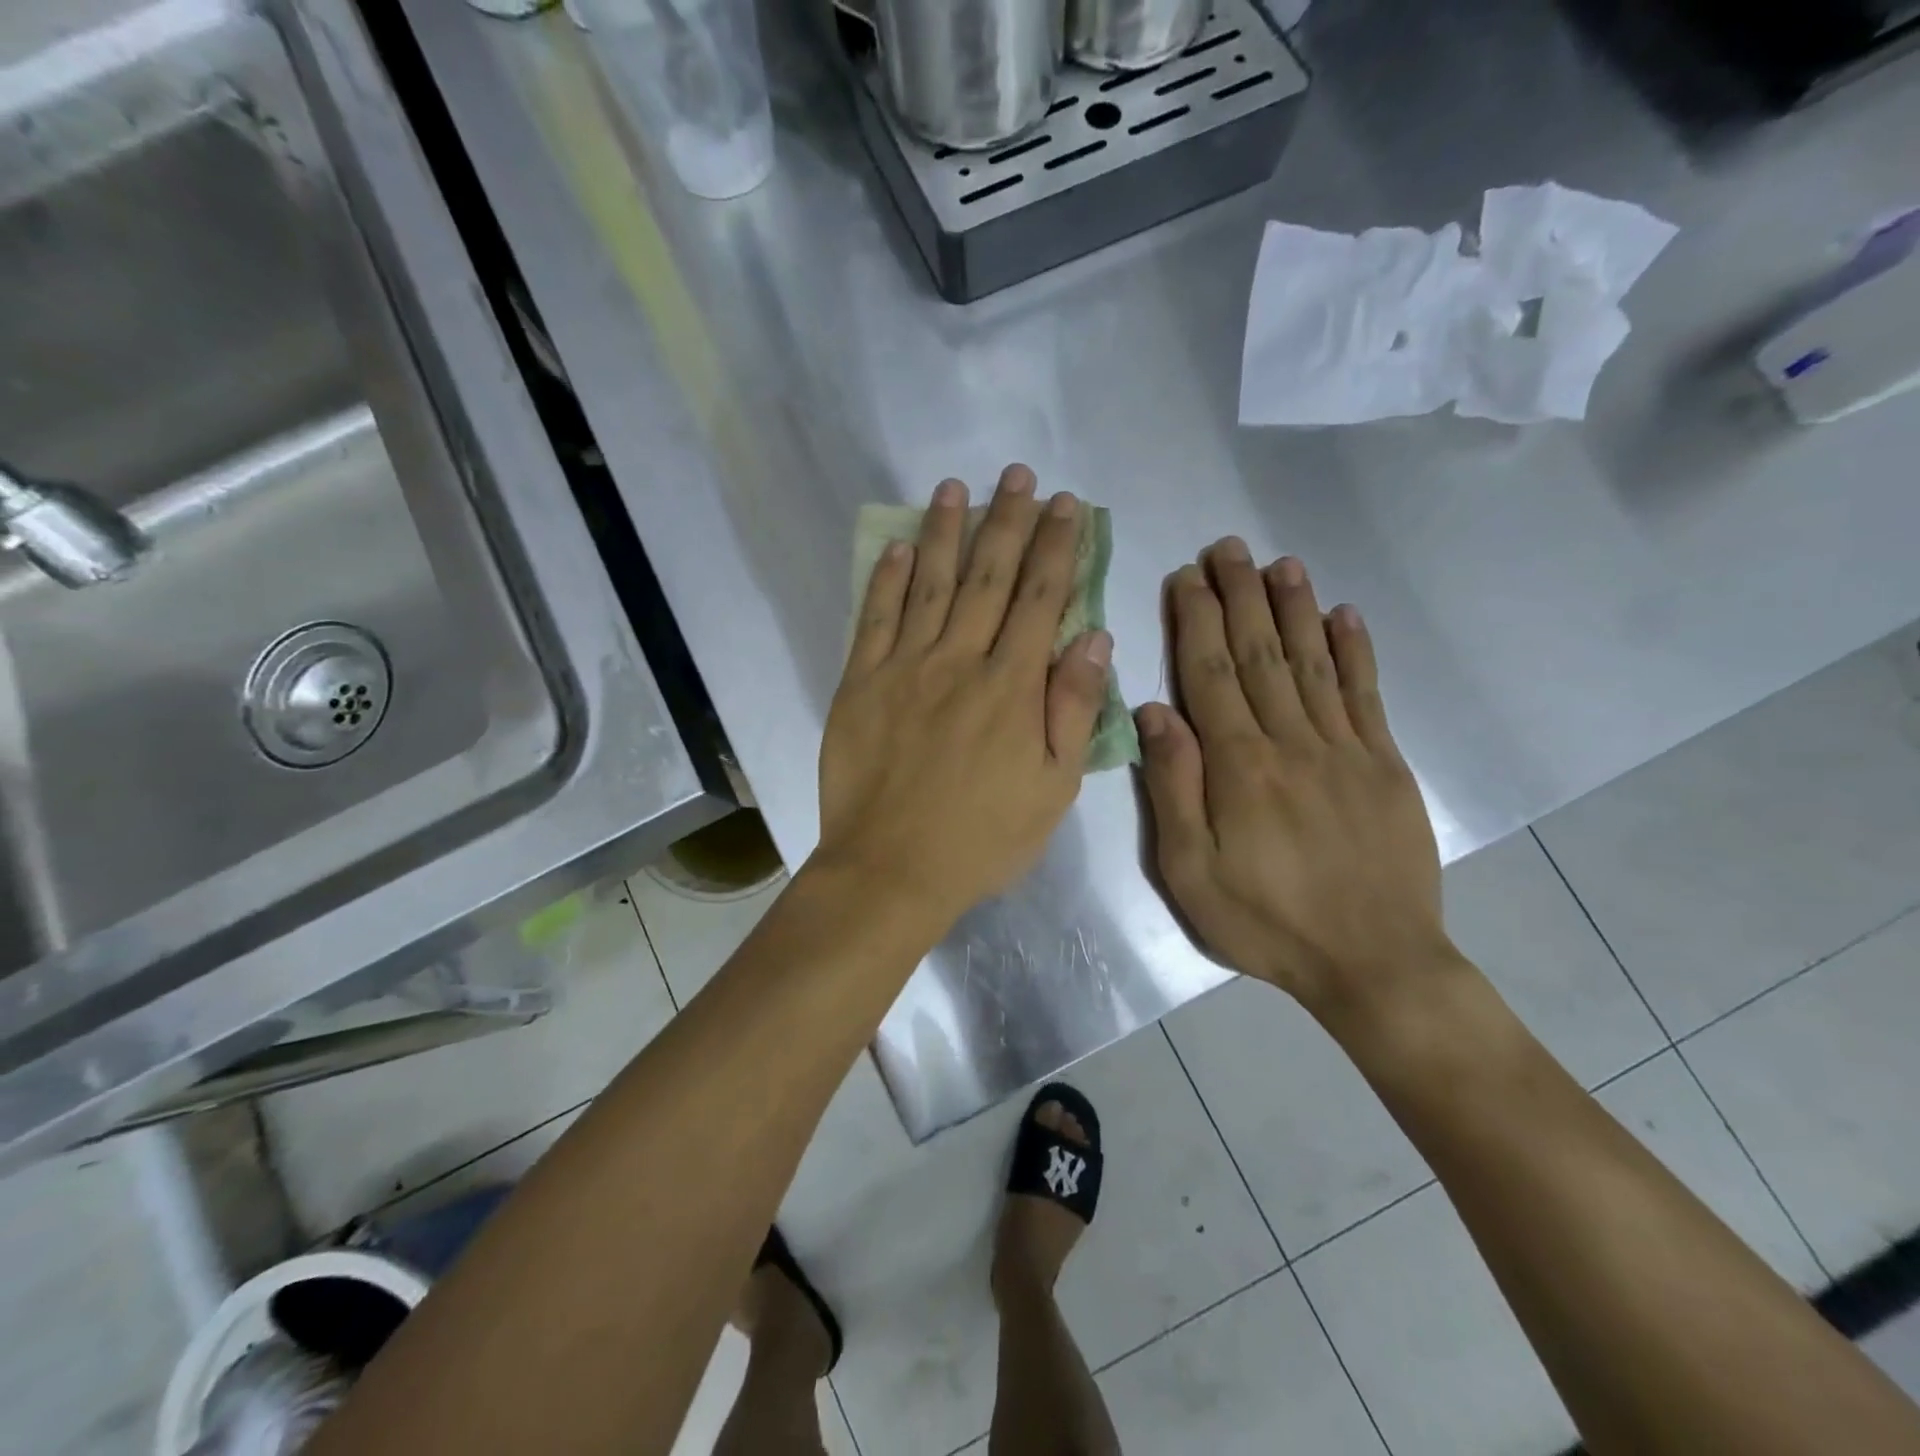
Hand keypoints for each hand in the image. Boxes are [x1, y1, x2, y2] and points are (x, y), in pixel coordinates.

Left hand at [813, 466, 1112, 928]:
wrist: (891, 870)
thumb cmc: (983, 838)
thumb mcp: (1053, 789)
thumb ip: (1072, 709)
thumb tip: (1094, 639)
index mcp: (1012, 688)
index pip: (1041, 600)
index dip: (1057, 547)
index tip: (1066, 504)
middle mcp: (960, 662)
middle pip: (989, 578)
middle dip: (1007, 521)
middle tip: (1017, 475)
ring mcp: (904, 668)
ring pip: (929, 585)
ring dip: (945, 532)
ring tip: (955, 487)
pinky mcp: (861, 683)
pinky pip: (874, 619)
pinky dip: (886, 580)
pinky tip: (897, 547)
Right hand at [1137, 541, 1449, 1023]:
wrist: (1373, 962)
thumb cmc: (1265, 921)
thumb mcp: (1191, 871)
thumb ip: (1174, 787)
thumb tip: (1153, 712)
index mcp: (1239, 765)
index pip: (1209, 673)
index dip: (1195, 619)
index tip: (1186, 575)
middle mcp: (1291, 741)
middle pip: (1259, 654)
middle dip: (1240, 595)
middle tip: (1228, 546)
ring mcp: (1345, 749)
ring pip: (1313, 662)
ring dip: (1294, 608)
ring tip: (1280, 563)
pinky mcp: (1385, 765)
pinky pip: (1366, 695)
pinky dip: (1355, 650)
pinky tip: (1344, 615)